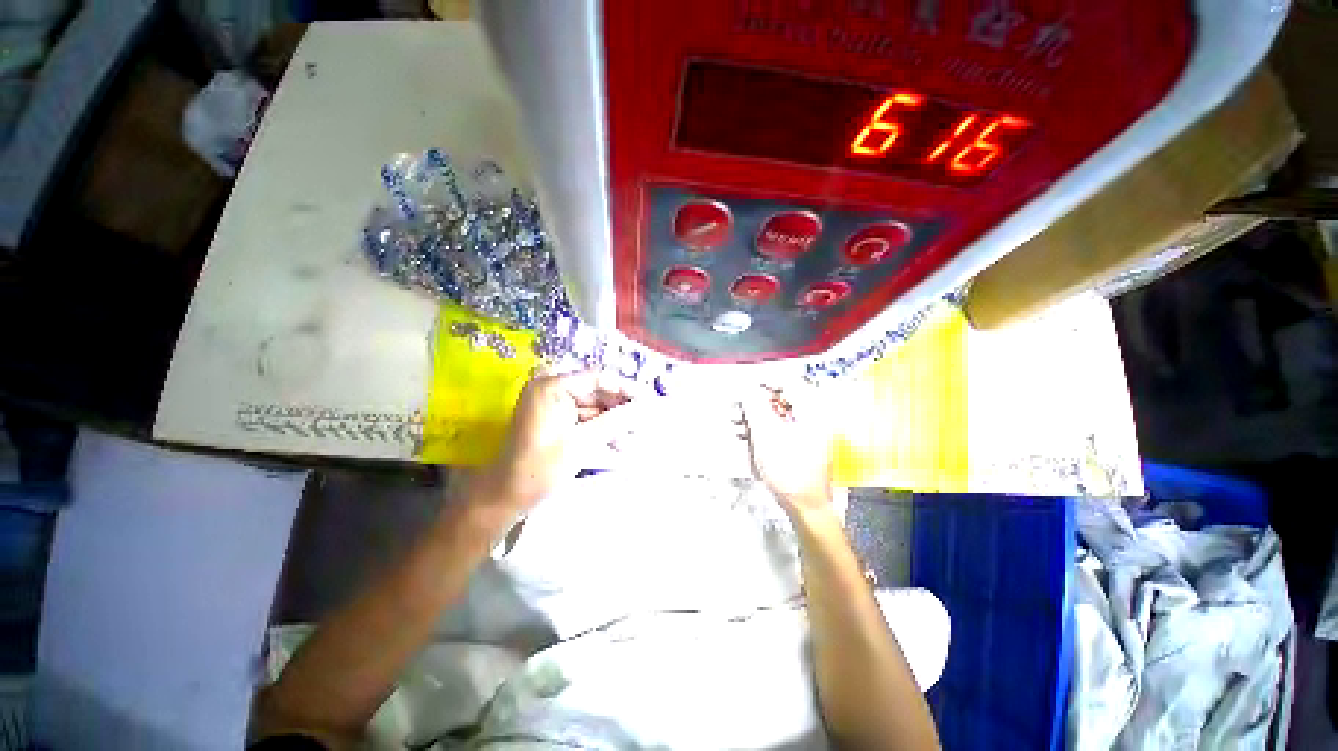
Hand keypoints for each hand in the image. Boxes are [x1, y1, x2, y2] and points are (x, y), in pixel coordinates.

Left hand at [467, 370, 633, 525]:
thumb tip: (647, 407)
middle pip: (598, 391)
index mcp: (552, 386)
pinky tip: (619, 445)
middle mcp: (552, 389)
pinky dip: (602, 431)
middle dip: (621, 409)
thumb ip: (616, 421)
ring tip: (635, 440)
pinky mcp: (556, 420)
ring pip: (594, 407)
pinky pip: (585, 419)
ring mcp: (554, 405)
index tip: (650, 401)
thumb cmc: (540, 469)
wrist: (505, 498)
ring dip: (615, 422)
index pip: (598, 377)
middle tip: (646, 422)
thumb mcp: (582, 443)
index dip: (627, 388)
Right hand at [741, 384, 836, 515]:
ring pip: (780, 415)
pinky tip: (748, 435)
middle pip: (783, 399)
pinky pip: (782, 429)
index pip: (789, 383)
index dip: (765, 381)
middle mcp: (815, 419)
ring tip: (737, 421)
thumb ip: (755, 408)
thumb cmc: (791, 473)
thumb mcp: (766, 436)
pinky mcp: (803, 446)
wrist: (806, 506)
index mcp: (812, 412)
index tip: (747, 385)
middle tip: (738, 404)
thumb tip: (747, 390)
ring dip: (757, 416)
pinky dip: (765, 428)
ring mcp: (810, 434)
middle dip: (757, 401)